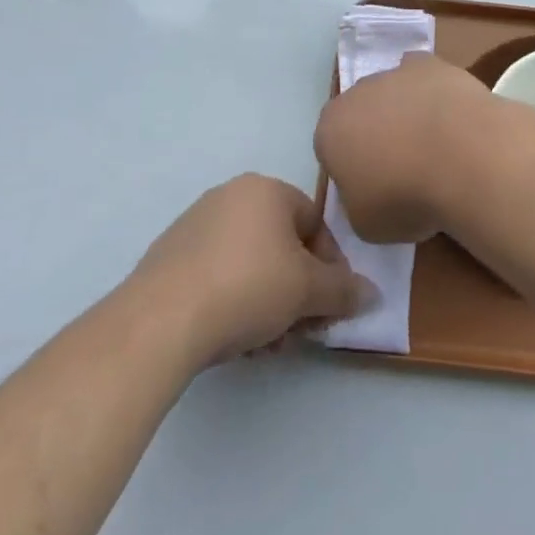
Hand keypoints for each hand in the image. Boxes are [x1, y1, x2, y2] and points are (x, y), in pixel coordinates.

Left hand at [129, 175, 375, 367]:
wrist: (161, 320)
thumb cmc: (248, 287)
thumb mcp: (308, 291)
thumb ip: (344, 290)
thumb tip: (373, 294)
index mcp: (265, 189)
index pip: (314, 223)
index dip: (330, 267)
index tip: (329, 306)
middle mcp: (230, 196)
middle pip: (281, 246)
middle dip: (296, 291)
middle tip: (300, 331)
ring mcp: (195, 225)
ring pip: (250, 264)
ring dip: (267, 304)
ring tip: (265, 346)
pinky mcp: (168, 257)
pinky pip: (217, 275)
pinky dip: (233, 303)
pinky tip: (233, 341)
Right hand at [314, 53, 498, 244]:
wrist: (461, 155)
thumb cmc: (405, 196)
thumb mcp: (365, 224)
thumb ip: (356, 202)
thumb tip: (368, 191)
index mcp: (330, 130)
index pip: (332, 149)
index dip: (353, 170)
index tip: (376, 190)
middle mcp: (355, 93)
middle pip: (361, 115)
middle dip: (377, 135)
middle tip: (405, 168)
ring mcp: (393, 72)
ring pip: (393, 94)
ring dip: (406, 114)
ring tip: (436, 147)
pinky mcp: (430, 63)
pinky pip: (424, 79)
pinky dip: (433, 94)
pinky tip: (451, 118)